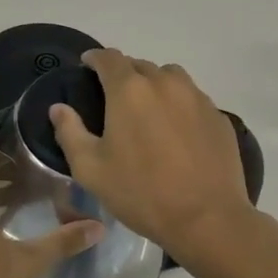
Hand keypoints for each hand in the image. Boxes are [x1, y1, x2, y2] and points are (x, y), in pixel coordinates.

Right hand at [48, 48, 256, 266]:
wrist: (207, 219)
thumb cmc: (141, 192)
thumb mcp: (91, 169)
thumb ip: (70, 132)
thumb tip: (58, 108)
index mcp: (129, 90)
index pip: (109, 58)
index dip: (95, 58)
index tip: (87, 66)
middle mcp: (164, 83)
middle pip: (139, 66)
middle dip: (124, 74)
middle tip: (115, 98)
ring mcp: (196, 98)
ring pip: (170, 77)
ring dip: (154, 84)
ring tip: (148, 109)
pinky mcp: (218, 116)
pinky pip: (193, 98)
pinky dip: (179, 104)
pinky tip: (177, 131)